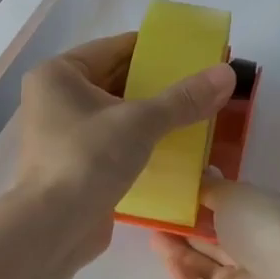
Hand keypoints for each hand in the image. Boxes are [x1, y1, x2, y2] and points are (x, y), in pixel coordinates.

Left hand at [13, 33, 234, 263]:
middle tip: (202, 87)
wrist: (52, 230)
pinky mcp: (76, 164)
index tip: (195, 53)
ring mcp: (64, 133)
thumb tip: (227, 73)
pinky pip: (116, 141)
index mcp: (60, 74)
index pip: (116, 48)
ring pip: (119, 114)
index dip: (157, 49)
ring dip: (154, 116)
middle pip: (118, 80)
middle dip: (159, 85)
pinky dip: (142, 142)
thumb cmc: (87, 160)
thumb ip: (184, 98)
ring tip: (197, 116)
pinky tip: (177, 148)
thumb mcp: (140, 122)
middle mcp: (57, 98)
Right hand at [150, 173, 279, 278]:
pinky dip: (180, 270)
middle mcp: (264, 248)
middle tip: (161, 209)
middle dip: (192, 222)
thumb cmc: (265, 230)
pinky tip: (160, 252)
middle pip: (222, 234)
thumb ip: (213, 188)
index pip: (242, 204)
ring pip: (207, 260)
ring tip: (152, 228)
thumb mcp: (236, 195)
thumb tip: (202, 176)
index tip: (184, 188)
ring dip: (180, 245)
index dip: (214, 196)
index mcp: (276, 216)